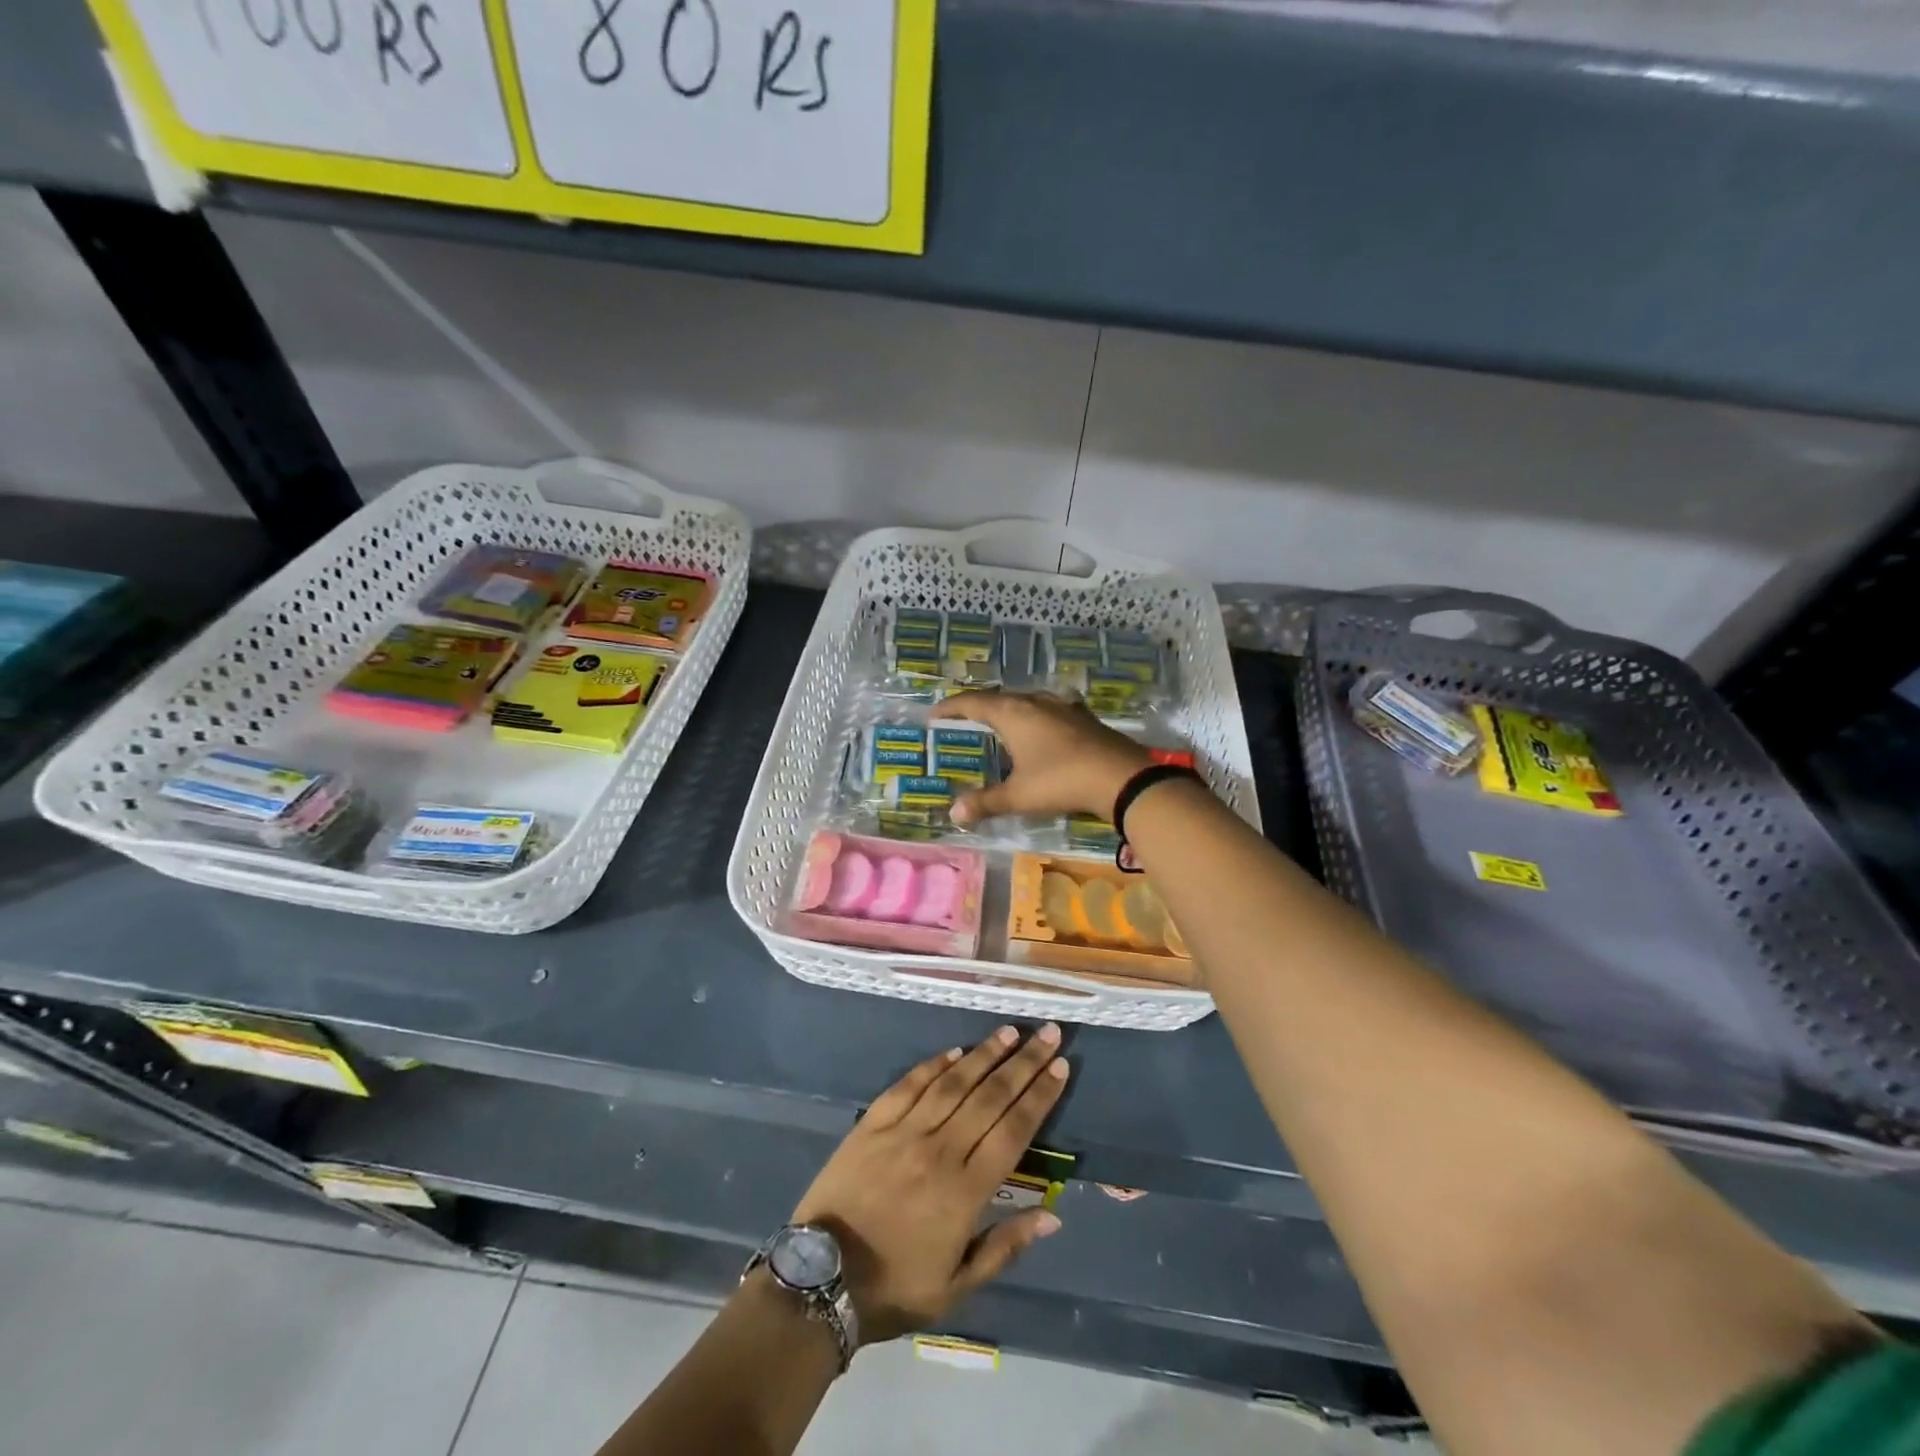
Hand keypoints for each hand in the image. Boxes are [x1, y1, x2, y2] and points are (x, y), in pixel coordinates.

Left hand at [790, 1025, 1069, 1345]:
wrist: (821, 1280)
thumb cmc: (895, 1287)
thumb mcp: (956, 1287)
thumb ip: (1005, 1247)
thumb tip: (1052, 1215)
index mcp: (965, 1191)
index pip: (1013, 1131)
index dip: (1039, 1096)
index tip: (1060, 1067)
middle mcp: (939, 1150)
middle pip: (990, 1097)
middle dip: (1023, 1063)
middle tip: (1047, 1034)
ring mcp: (903, 1132)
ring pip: (953, 1083)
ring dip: (984, 1055)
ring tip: (1008, 1032)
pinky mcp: (872, 1123)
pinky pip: (908, 1085)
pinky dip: (933, 1065)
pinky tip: (954, 1050)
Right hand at [932, 691, 1153, 825]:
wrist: (1120, 777)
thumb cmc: (1061, 781)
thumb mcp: (1019, 796)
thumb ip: (986, 802)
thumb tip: (954, 812)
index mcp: (1013, 714)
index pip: (973, 703)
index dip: (951, 707)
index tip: (935, 714)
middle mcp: (1035, 702)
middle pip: (999, 698)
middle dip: (979, 707)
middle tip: (964, 719)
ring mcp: (1063, 706)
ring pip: (1027, 700)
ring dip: (1010, 708)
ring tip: (1001, 721)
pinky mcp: (1083, 716)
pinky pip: (1051, 707)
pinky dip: (1037, 714)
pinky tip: (1045, 721)